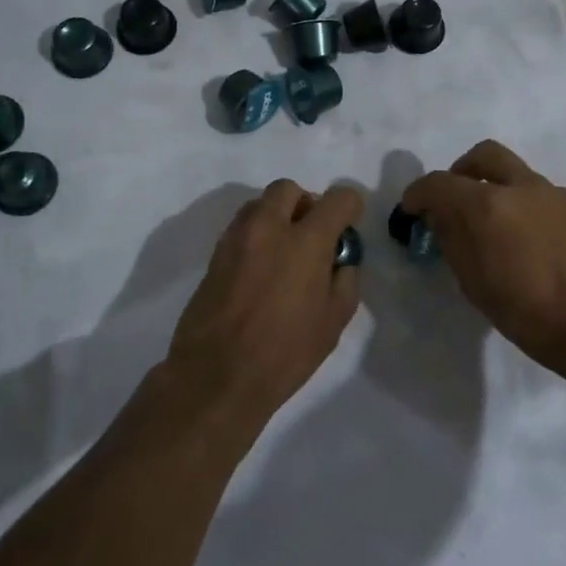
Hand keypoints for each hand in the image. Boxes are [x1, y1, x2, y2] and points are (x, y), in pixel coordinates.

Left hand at [164, 179, 362, 434]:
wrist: (215, 376)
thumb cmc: (284, 353)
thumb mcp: (333, 323)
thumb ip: (344, 280)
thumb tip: (340, 261)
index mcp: (306, 241)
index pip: (338, 199)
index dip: (350, 207)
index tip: (348, 227)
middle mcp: (269, 227)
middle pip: (289, 189)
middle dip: (306, 204)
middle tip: (312, 236)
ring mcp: (237, 238)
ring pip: (260, 204)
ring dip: (277, 216)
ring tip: (284, 253)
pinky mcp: (215, 254)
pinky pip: (241, 227)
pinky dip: (256, 235)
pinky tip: (261, 270)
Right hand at [401, 141, 565, 369]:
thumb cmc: (525, 312)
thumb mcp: (472, 282)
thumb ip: (452, 239)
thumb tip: (440, 217)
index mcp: (486, 204)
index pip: (438, 183)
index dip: (417, 194)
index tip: (410, 210)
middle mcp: (518, 186)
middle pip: (481, 154)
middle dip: (460, 170)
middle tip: (452, 198)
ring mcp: (549, 193)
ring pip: (512, 170)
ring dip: (492, 184)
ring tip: (488, 222)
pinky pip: (534, 191)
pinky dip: (517, 201)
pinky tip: (519, 236)